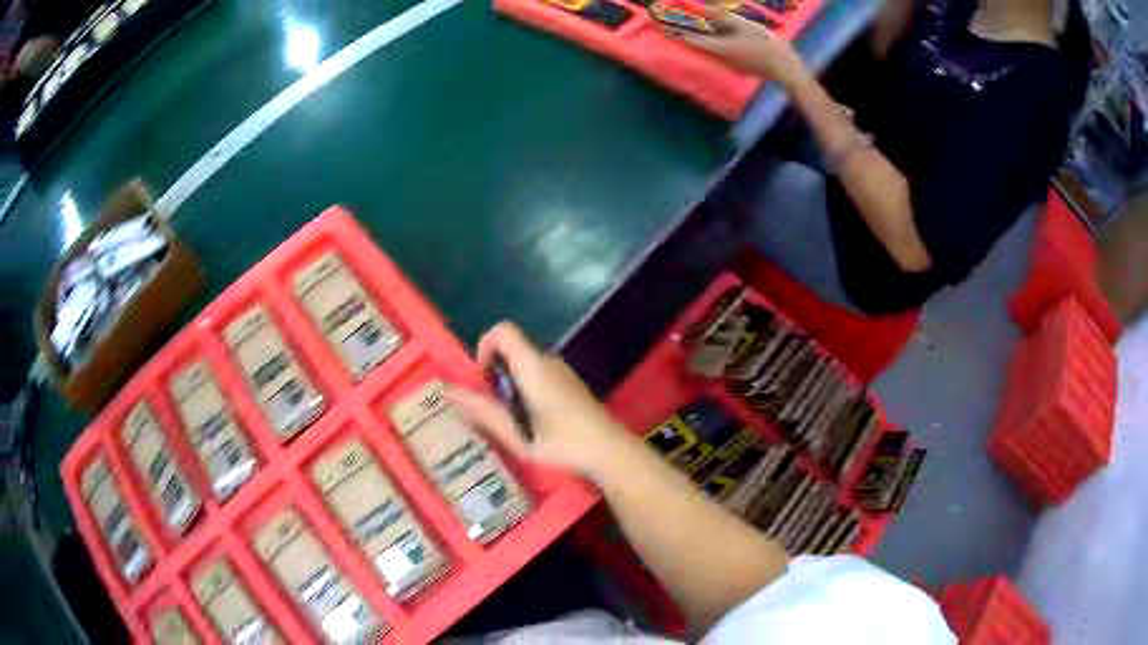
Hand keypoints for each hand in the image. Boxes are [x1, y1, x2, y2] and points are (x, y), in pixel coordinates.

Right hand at [447, 322, 633, 478]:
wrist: (610, 452)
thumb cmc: (563, 444)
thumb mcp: (518, 435)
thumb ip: (483, 412)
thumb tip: (448, 390)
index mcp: (534, 366)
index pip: (502, 330)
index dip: (484, 347)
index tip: (483, 379)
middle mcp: (548, 361)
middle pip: (511, 348)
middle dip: (494, 372)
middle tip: (494, 408)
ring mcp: (562, 371)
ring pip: (524, 363)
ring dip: (510, 383)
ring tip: (513, 419)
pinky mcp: (570, 383)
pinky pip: (538, 373)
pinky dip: (526, 388)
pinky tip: (533, 421)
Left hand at [661, 6, 810, 88]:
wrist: (785, 68)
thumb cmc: (765, 44)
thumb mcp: (742, 24)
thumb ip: (720, 15)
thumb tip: (701, 6)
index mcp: (718, 46)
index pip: (688, 37)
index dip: (672, 30)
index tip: (658, 24)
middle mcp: (719, 55)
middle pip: (694, 42)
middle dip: (679, 32)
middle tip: (665, 25)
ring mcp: (728, 61)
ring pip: (705, 46)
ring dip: (693, 36)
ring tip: (682, 28)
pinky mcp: (737, 63)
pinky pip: (717, 49)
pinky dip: (708, 40)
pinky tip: (711, 36)